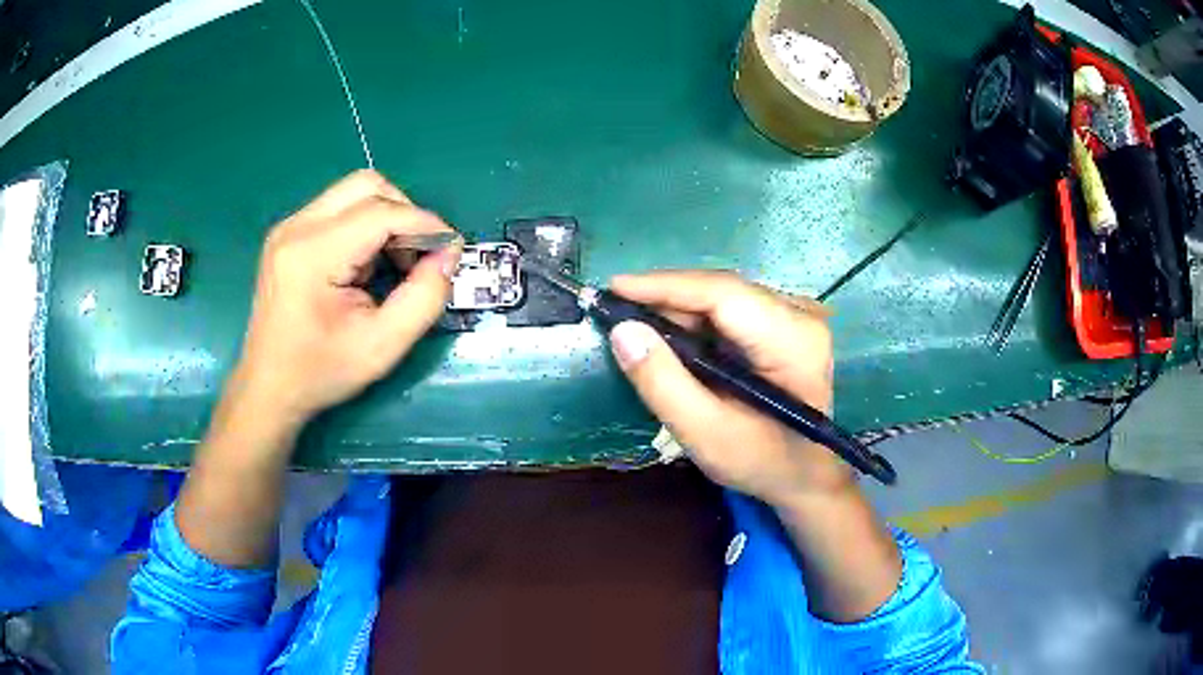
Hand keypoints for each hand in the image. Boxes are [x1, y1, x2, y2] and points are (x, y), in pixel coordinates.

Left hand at [230, 170, 460, 431]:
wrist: (269, 387)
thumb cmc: (321, 372)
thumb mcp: (382, 346)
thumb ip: (424, 298)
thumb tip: (449, 254)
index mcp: (313, 254)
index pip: (382, 212)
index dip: (425, 224)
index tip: (451, 250)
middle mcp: (297, 228)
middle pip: (367, 185)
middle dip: (404, 212)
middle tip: (418, 254)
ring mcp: (289, 227)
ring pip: (353, 192)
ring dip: (385, 218)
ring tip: (391, 263)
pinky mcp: (288, 234)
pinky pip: (338, 209)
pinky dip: (364, 226)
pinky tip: (365, 265)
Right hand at [607, 270, 849, 504]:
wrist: (805, 474)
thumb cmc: (761, 461)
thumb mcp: (706, 434)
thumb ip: (663, 384)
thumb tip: (622, 331)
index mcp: (793, 340)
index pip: (723, 294)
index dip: (666, 286)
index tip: (614, 288)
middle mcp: (801, 314)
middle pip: (722, 291)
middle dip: (666, 299)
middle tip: (615, 313)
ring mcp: (796, 315)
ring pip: (723, 296)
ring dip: (678, 309)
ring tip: (636, 325)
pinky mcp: (785, 322)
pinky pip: (731, 309)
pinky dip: (695, 320)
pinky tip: (671, 337)